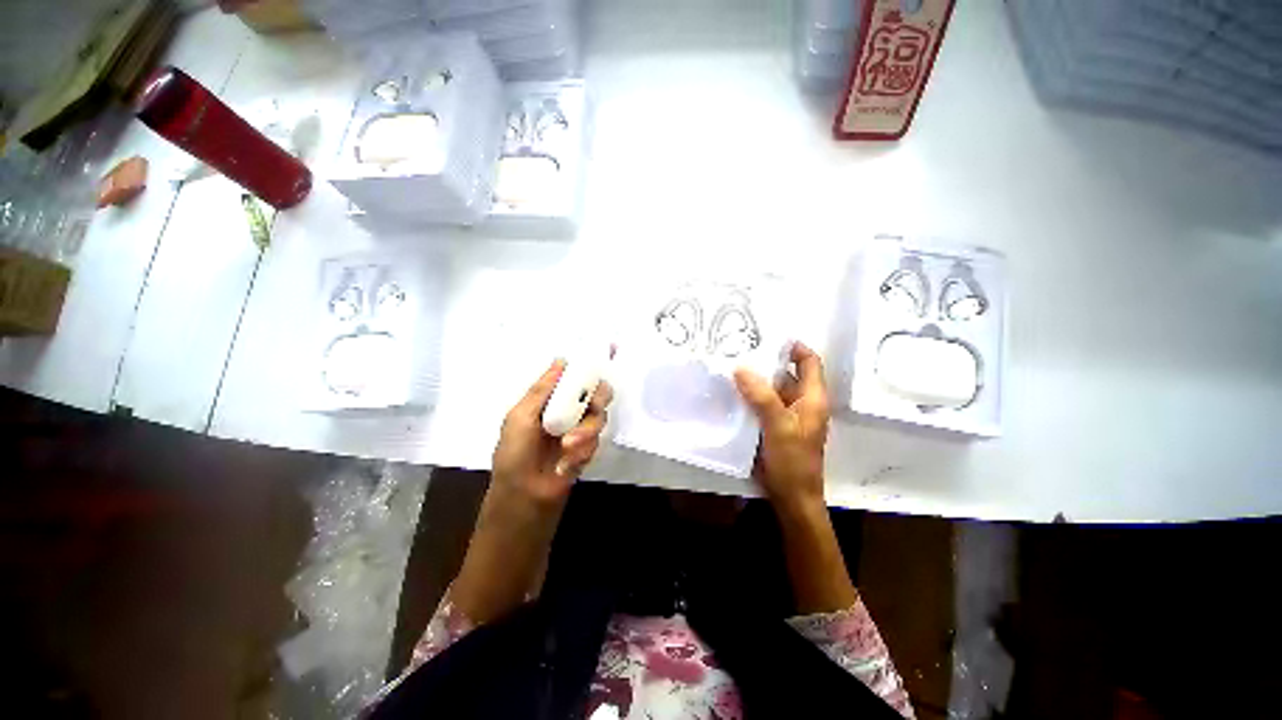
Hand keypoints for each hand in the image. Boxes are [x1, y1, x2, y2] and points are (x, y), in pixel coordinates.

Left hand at [491, 359, 613, 512]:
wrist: (523, 498)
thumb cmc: (514, 455)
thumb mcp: (520, 417)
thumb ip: (542, 389)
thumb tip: (561, 360)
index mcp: (550, 399)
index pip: (574, 375)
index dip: (591, 363)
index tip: (610, 349)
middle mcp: (567, 410)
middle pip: (596, 392)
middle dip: (597, 398)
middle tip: (594, 405)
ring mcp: (579, 429)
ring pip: (599, 417)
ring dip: (586, 431)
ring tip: (569, 448)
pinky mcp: (588, 448)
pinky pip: (597, 440)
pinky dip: (584, 450)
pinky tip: (567, 463)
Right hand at [733, 342, 829, 514]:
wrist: (790, 496)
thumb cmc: (793, 461)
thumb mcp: (779, 426)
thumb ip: (761, 396)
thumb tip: (740, 367)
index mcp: (812, 398)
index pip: (809, 362)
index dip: (794, 347)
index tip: (769, 336)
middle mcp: (801, 401)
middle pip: (787, 372)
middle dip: (766, 360)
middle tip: (740, 347)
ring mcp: (786, 414)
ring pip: (771, 388)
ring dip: (754, 378)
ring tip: (730, 364)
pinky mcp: (772, 424)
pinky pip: (760, 402)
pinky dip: (748, 394)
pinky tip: (730, 389)